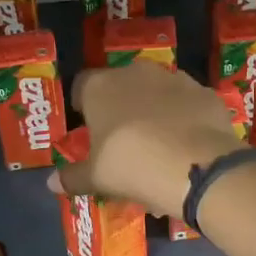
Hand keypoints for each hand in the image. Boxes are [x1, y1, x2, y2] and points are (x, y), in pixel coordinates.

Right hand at [49, 62, 246, 214]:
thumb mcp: (97, 178)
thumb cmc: (132, 166)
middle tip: (122, 138)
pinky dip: (184, 119)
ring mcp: (175, 79)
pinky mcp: (205, 93)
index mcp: (100, 87)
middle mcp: (135, 73)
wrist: (196, 166)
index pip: (81, 86)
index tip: (86, 124)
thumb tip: (51, 183)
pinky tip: (186, 145)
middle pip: (121, 85)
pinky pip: (187, 104)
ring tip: (157, 144)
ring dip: (154, 110)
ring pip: (157, 92)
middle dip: (120, 106)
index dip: (82, 104)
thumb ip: (73, 177)